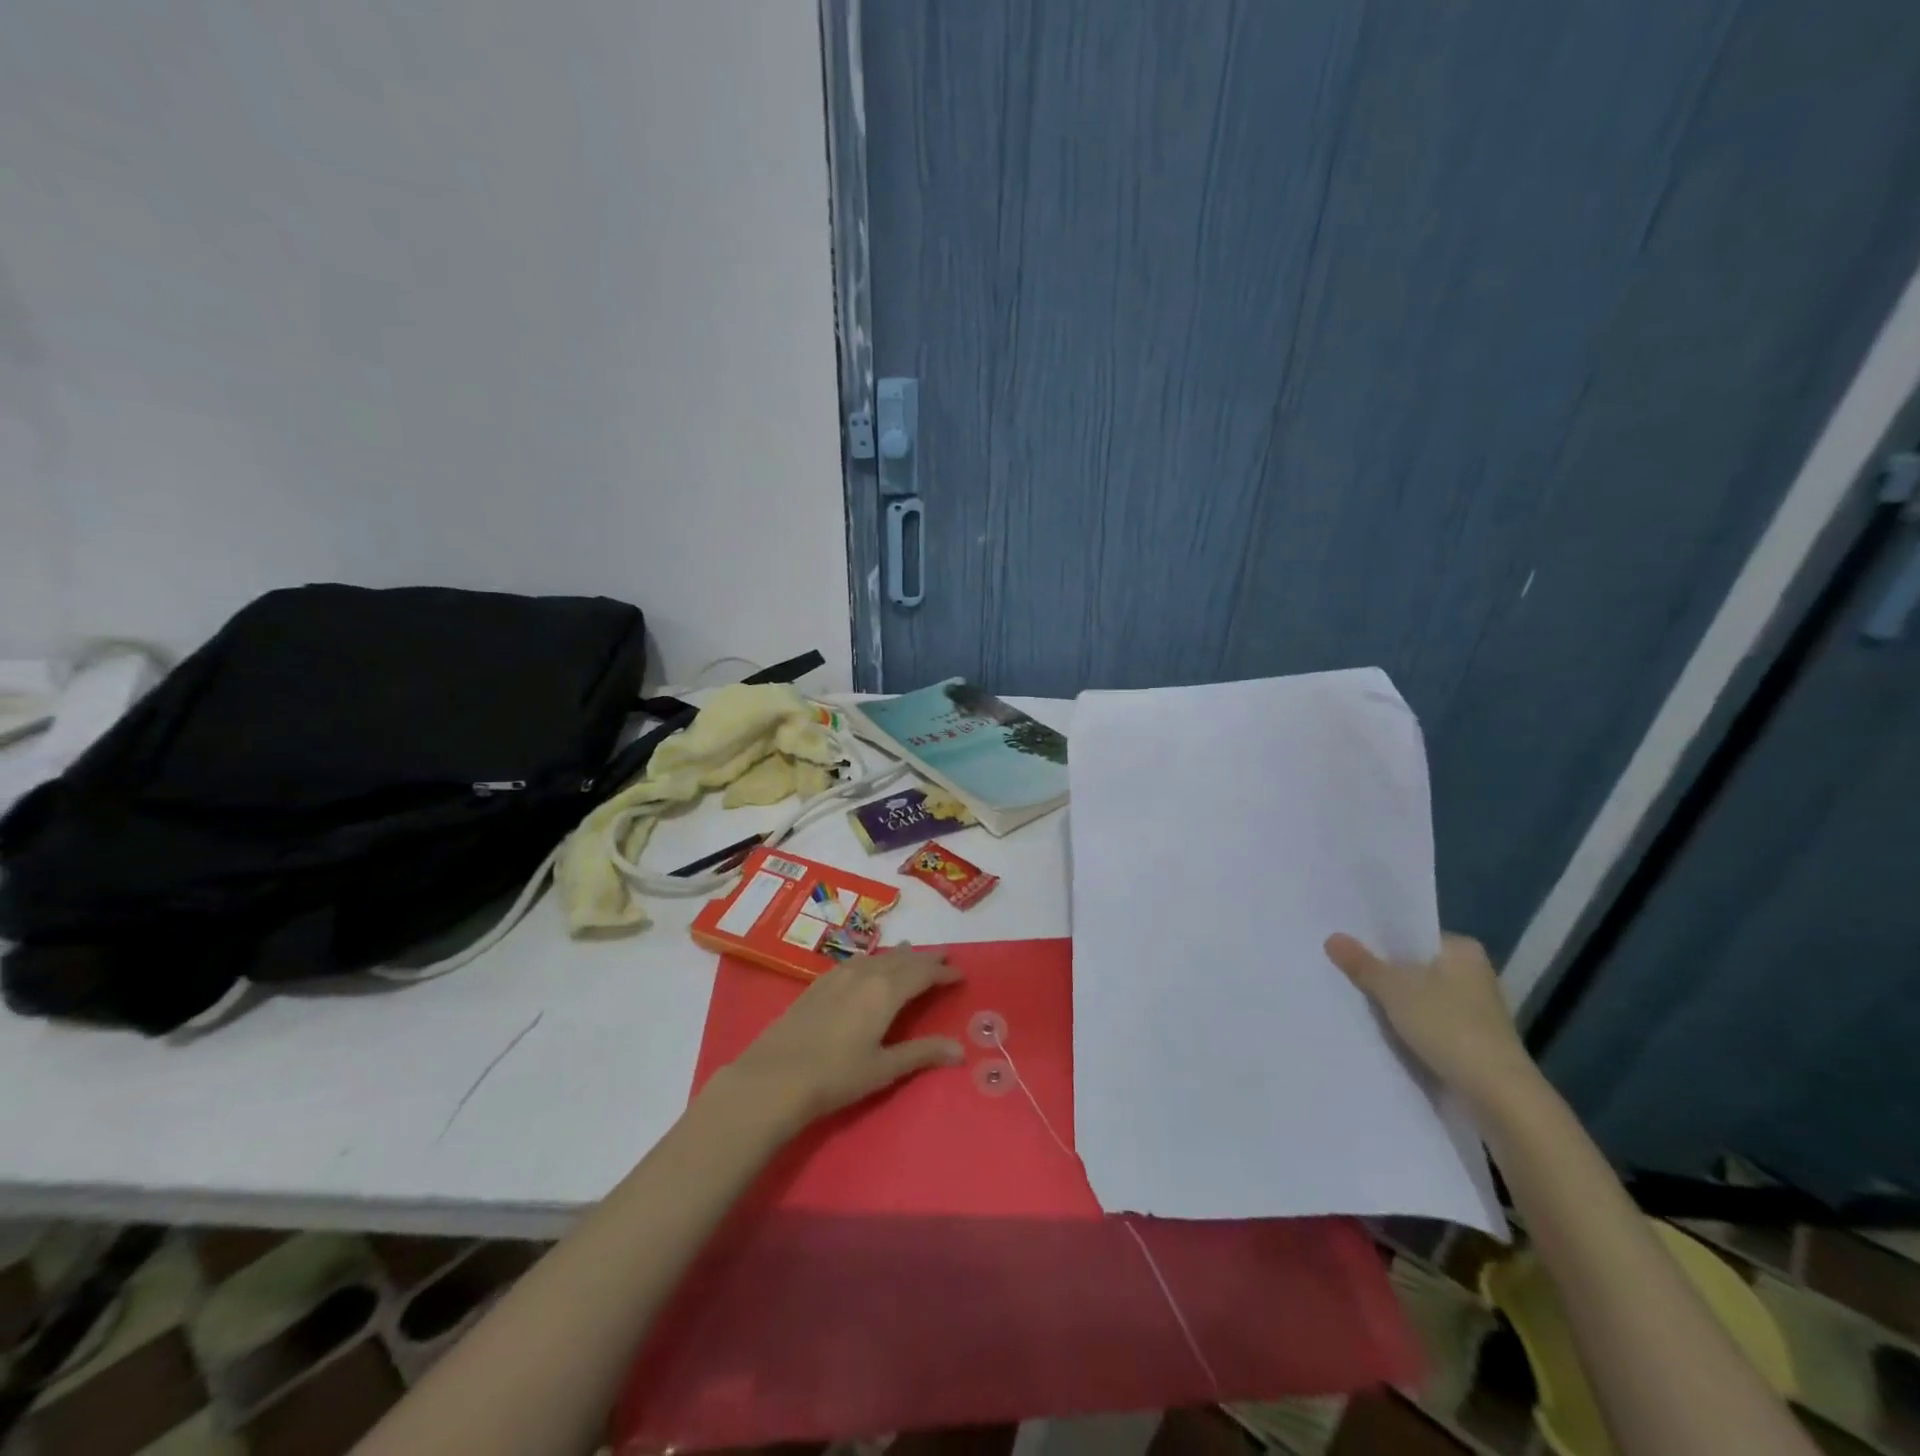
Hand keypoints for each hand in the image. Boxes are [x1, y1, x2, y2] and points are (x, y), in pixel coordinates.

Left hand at [714, 944, 964, 1135]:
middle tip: (944, 957)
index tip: (960, 974)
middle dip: (925, 959)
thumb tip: (960, 1049)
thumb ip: (921, 1053)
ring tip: (910, 952)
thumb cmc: (836, 1076)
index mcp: (886, 992)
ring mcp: (838, 976)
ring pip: (877, 957)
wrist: (775, 1077)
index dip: (943, 973)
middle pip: (901, 960)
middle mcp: (865, 974)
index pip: (922, 974)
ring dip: (898, 956)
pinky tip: (868, 965)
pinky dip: (872, 960)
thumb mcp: (884, 1068)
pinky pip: (855, 962)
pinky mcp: (818, 984)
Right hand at [1324, 931, 1541, 1110]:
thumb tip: (1332, 937)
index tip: (1346, 944)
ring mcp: (1474, 1009)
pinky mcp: (1471, 1039)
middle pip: (1414, 965)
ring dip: (1393, 1000)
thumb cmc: (1448, 1026)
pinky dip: (1407, 1023)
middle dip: (1382, 971)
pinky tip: (1379, 1027)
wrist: (1496, 1095)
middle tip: (1340, 969)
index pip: (1412, 935)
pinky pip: (1428, 1021)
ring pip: (1419, 995)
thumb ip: (1362, 963)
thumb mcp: (1394, 989)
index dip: (1378, 939)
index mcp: (1463, 950)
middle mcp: (1473, 974)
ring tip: (1352, 997)